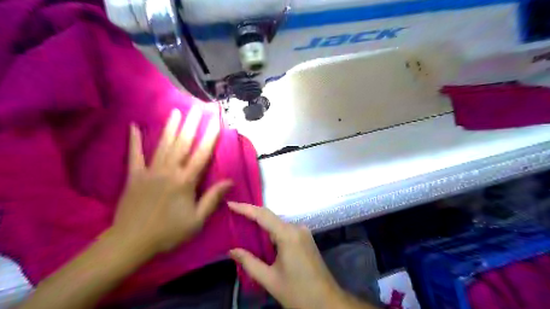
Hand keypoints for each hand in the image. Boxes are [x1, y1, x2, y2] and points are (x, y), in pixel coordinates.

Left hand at [110, 108, 231, 255]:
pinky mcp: (134, 176)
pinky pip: (134, 155)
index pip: (202, 155)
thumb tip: (229, 181)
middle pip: (183, 144)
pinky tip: (133, 126)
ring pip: (163, 145)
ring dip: (171, 127)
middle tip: (198, 108)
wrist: (131, 242)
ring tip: (177, 111)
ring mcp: (150, 171)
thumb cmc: (168, 232)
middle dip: (192, 124)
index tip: (216, 122)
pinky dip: (134, 140)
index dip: (210, 137)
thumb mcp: (197, 220)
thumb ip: (212, 198)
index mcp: (185, 181)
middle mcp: (169, 171)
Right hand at [227, 203, 347, 307]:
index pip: (263, 215)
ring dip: (261, 225)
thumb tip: (232, 250)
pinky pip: (284, 230)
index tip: (231, 203)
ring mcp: (303, 232)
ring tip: (242, 225)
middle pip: (271, 217)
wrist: (327, 302)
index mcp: (288, 235)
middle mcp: (297, 228)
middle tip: (233, 215)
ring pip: (277, 224)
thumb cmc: (298, 291)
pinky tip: (260, 237)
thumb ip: (249, 262)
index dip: (246, 208)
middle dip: (252, 215)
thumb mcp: (270, 279)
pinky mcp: (305, 238)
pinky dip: (271, 232)